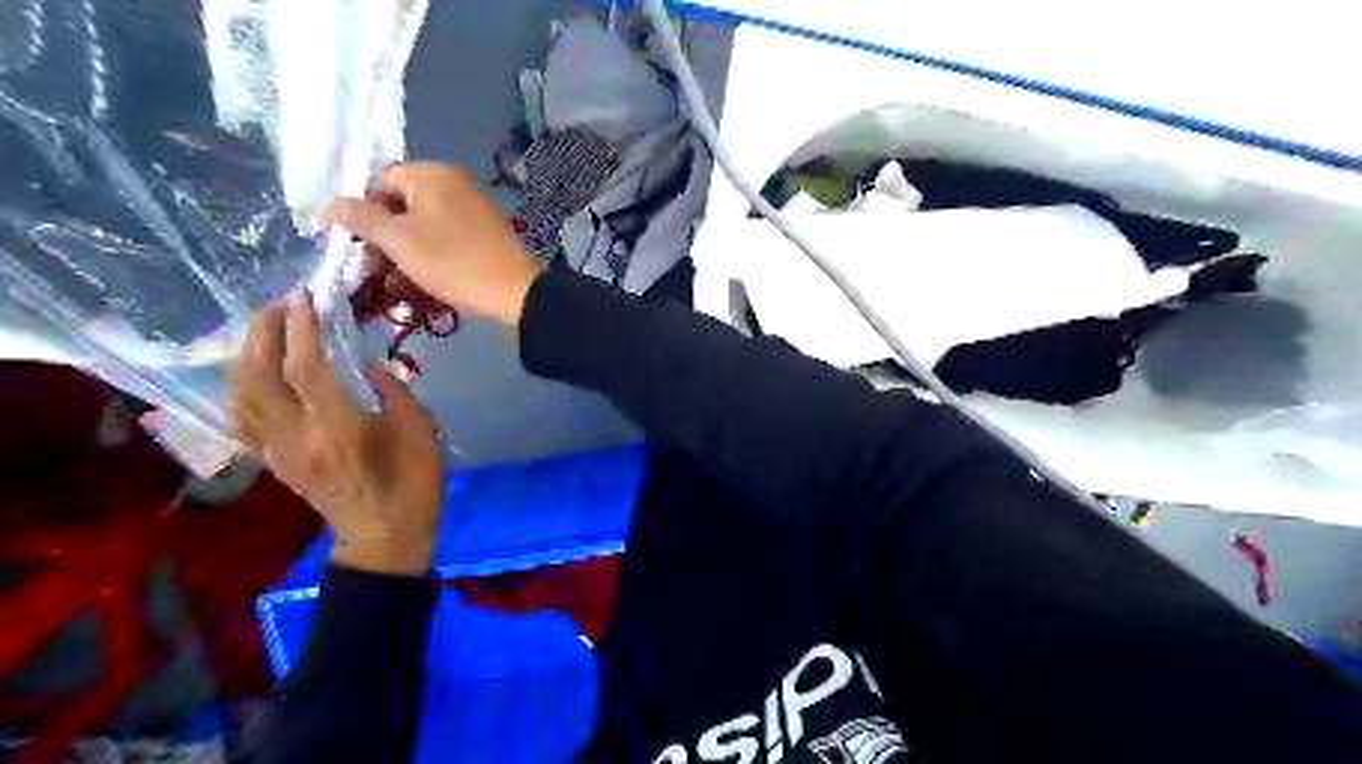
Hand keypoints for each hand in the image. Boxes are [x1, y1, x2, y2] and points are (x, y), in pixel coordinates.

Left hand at [226, 293, 440, 571]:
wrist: (383, 538)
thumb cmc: (413, 484)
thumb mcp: (423, 433)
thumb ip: (395, 392)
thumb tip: (366, 363)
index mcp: (340, 429)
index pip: (306, 368)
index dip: (301, 329)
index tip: (305, 297)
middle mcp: (298, 436)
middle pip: (258, 375)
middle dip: (263, 332)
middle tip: (280, 304)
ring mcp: (278, 450)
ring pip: (240, 394)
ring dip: (246, 354)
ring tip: (266, 330)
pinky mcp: (273, 460)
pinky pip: (241, 417)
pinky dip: (241, 386)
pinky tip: (254, 371)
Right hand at [325, 161, 547, 323]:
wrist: (513, 292)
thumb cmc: (452, 261)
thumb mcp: (398, 240)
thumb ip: (360, 218)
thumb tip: (330, 204)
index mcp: (431, 175)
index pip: (379, 181)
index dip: (361, 211)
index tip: (353, 244)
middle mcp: (452, 184)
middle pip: (400, 204)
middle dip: (382, 237)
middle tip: (371, 269)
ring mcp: (471, 209)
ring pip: (421, 226)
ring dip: (402, 252)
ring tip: (391, 283)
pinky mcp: (482, 233)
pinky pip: (443, 238)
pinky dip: (427, 256)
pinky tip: (418, 282)